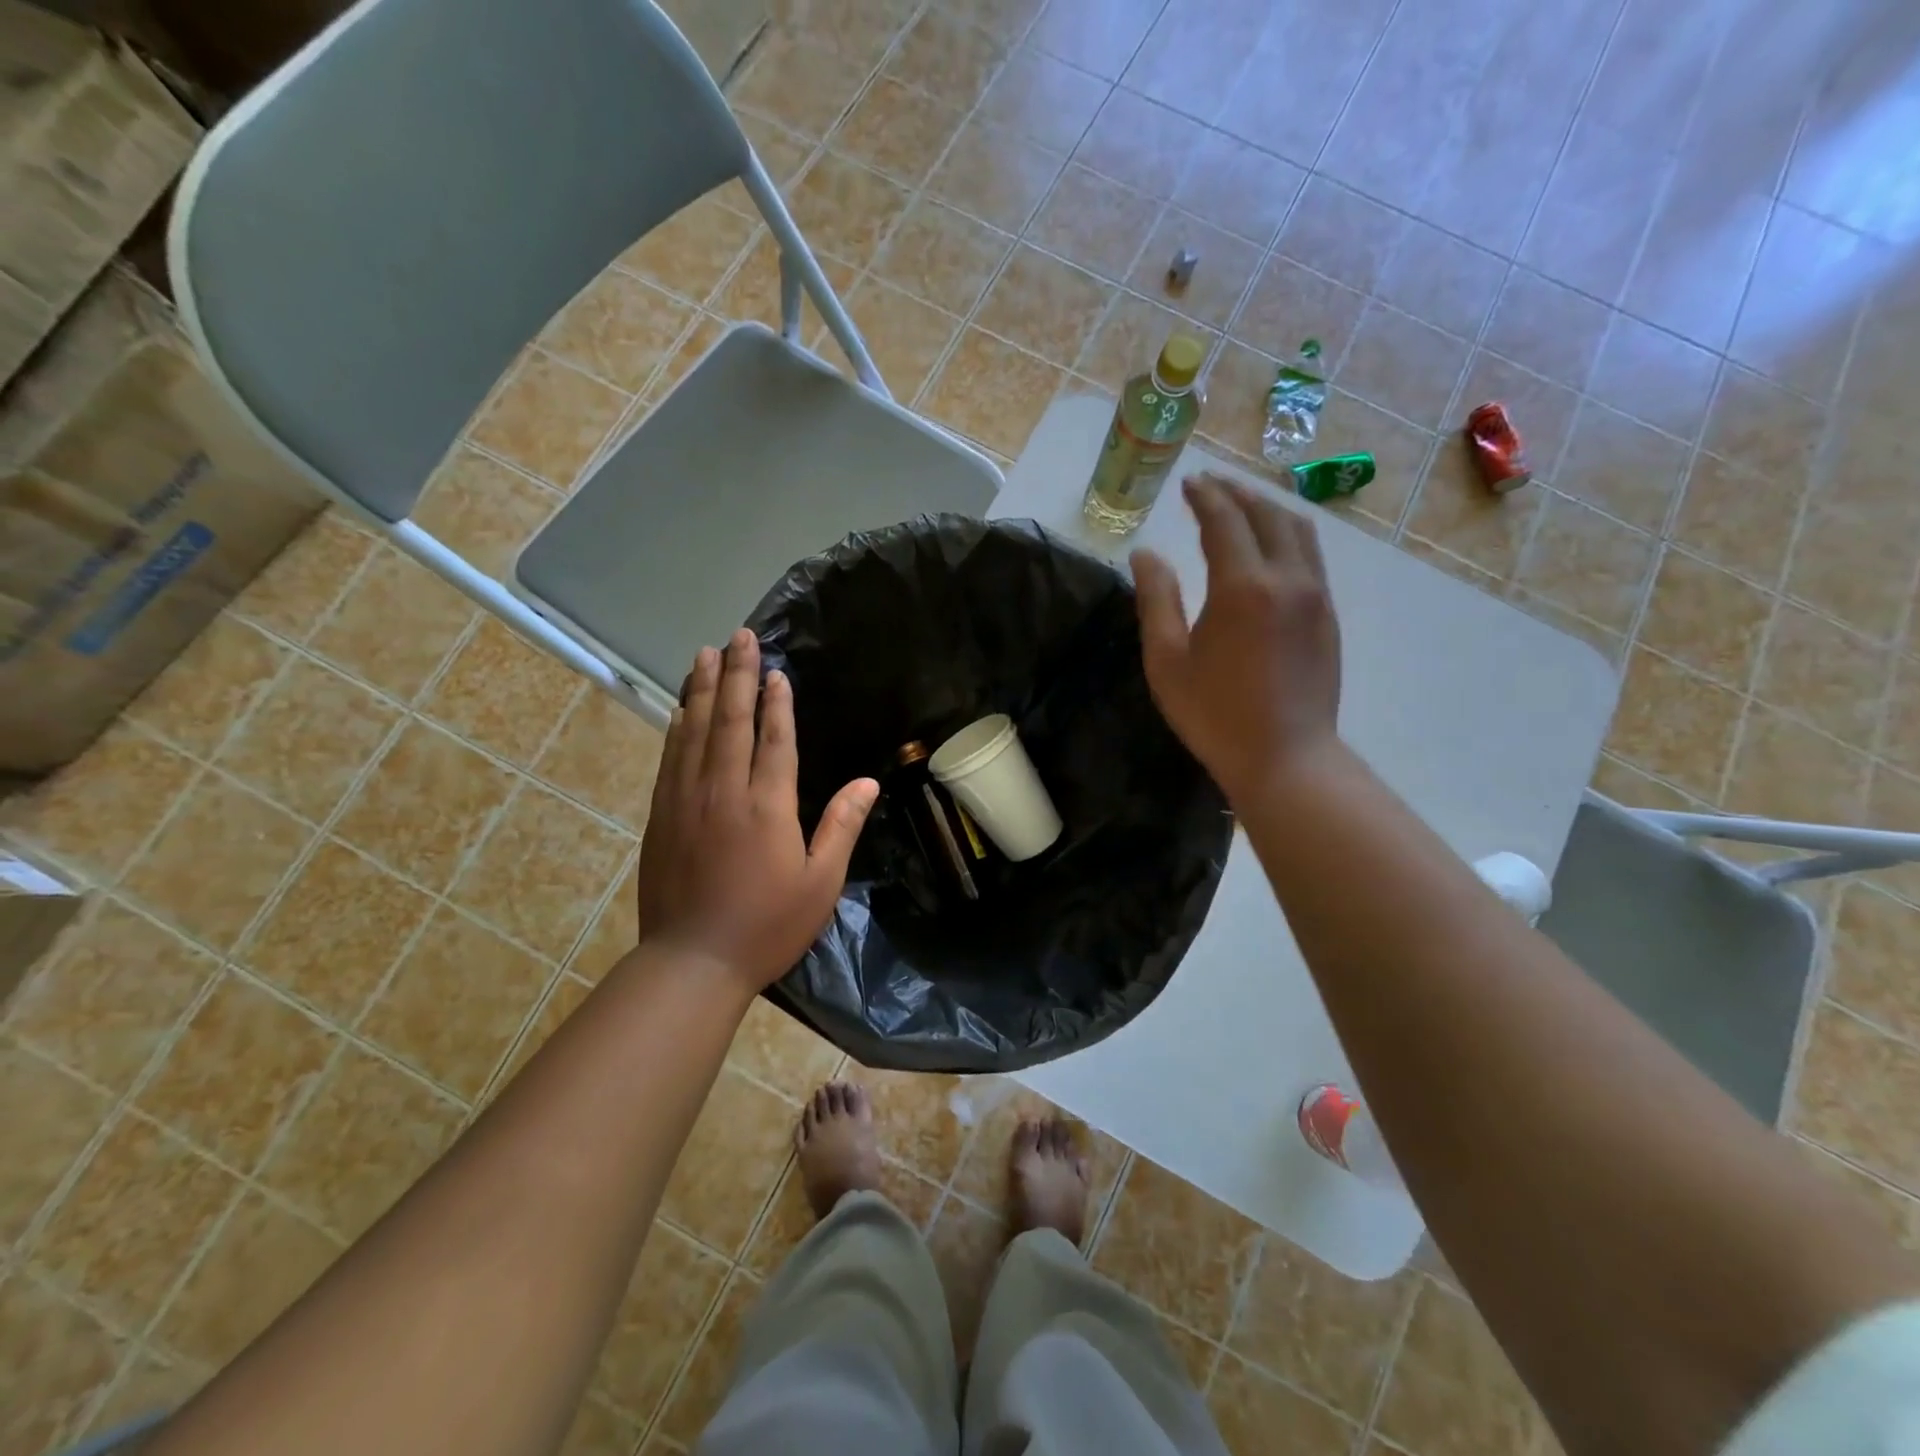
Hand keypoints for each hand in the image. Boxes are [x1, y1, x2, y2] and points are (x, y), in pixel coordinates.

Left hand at [635, 629, 877, 991]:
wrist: (692, 962)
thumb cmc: (766, 926)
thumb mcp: (820, 883)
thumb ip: (842, 826)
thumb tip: (869, 781)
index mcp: (766, 806)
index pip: (774, 740)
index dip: (776, 702)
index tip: (775, 670)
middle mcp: (723, 791)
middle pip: (730, 721)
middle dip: (735, 675)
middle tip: (738, 636)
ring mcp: (686, 801)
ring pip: (694, 731)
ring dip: (701, 689)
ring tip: (705, 654)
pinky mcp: (662, 816)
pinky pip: (671, 758)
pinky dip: (678, 727)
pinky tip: (680, 709)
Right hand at [1132, 472, 1342, 804]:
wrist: (1286, 758)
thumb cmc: (1215, 715)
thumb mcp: (1167, 661)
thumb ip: (1156, 600)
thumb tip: (1146, 553)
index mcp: (1243, 587)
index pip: (1225, 521)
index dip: (1205, 497)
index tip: (1188, 483)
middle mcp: (1287, 578)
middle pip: (1266, 514)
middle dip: (1237, 493)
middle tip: (1210, 486)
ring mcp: (1316, 595)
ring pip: (1298, 530)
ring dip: (1267, 508)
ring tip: (1242, 504)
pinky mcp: (1328, 614)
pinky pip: (1311, 555)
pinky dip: (1288, 534)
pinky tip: (1271, 544)